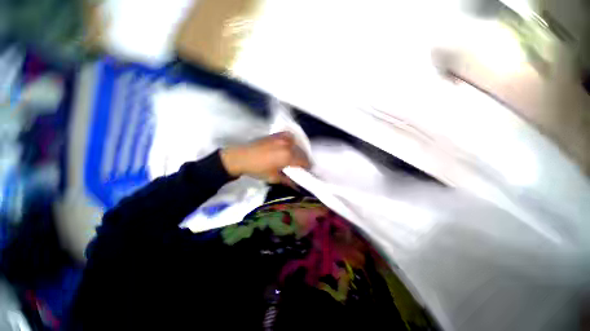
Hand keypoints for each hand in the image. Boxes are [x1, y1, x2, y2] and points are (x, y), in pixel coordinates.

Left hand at [220, 132, 309, 183]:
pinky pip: (291, 137)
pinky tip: (289, 147)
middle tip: (300, 166)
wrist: (241, 157)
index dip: (307, 167)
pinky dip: (293, 142)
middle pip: (302, 152)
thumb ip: (288, 181)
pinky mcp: (277, 134)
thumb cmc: (257, 169)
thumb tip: (297, 185)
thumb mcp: (273, 178)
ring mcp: (283, 137)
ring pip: (298, 144)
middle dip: (303, 160)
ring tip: (295, 158)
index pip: (304, 161)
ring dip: (299, 151)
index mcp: (288, 156)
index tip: (306, 171)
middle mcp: (288, 144)